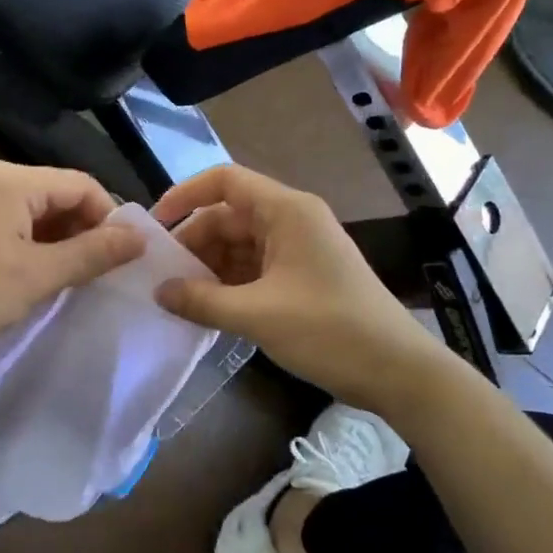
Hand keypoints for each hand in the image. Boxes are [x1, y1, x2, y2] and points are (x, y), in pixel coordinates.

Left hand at [0, 161, 146, 362]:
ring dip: (62, 241)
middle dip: (85, 230)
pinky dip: (37, 245)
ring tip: (73, 278)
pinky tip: (41, 275)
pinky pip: (17, 223)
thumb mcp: (38, 276)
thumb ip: (92, 253)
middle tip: (99, 273)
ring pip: (40, 211)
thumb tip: (140, 238)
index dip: (109, 218)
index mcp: (13, 180)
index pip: (82, 184)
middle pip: (61, 194)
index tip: (122, 259)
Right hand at [153, 165, 438, 408]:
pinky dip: (229, 284)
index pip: (225, 181)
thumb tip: (158, 291)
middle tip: (161, 277)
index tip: (155, 227)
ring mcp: (299, 249)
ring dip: (209, 268)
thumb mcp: (257, 315)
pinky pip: (254, 268)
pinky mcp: (303, 276)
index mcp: (286, 211)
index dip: (185, 195)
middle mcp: (291, 220)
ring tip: (179, 298)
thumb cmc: (329, 331)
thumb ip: (201, 301)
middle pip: (228, 216)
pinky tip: (208, 309)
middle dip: (194, 243)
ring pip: (239, 245)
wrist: (398, 371)